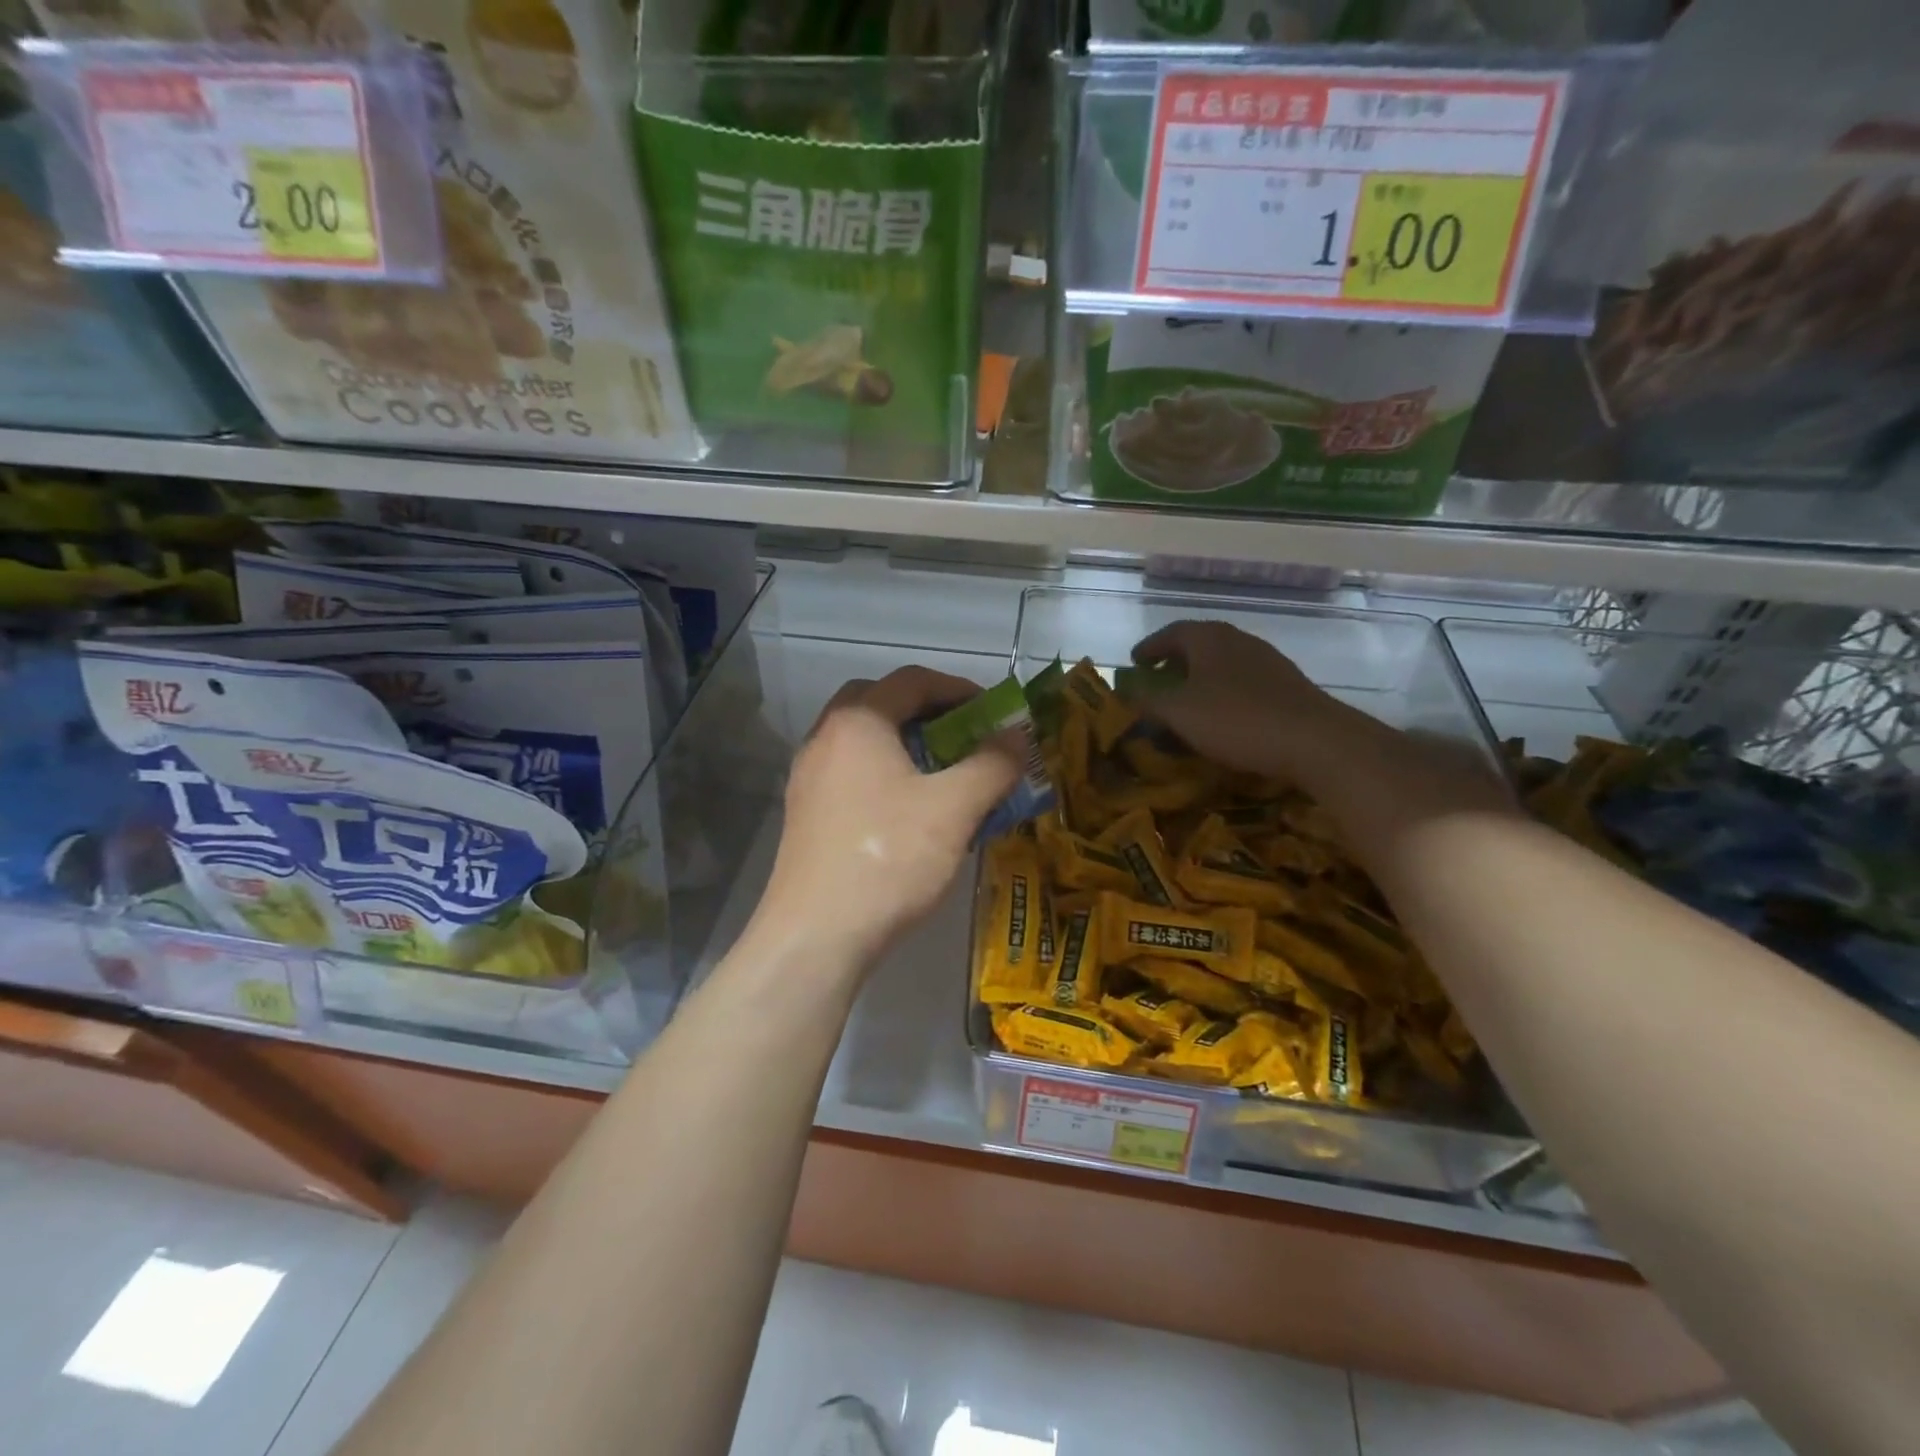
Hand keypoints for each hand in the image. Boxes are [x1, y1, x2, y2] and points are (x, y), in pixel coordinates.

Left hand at [751, 666, 1022, 970]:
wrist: (816, 935)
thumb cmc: (889, 858)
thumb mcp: (954, 808)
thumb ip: (992, 764)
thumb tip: (1017, 737)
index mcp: (858, 722)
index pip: (911, 681)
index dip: (959, 688)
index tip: (993, 711)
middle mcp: (825, 738)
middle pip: (879, 703)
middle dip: (926, 711)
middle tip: (962, 735)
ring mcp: (809, 777)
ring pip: (863, 741)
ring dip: (904, 744)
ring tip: (942, 774)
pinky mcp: (805, 814)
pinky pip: (851, 774)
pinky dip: (884, 775)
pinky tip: (910, 812)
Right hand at [1129, 620, 1345, 778]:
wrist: (1315, 740)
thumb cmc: (1236, 719)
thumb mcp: (1178, 712)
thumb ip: (1147, 700)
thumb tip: (1126, 692)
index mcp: (1209, 638)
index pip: (1171, 632)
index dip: (1149, 648)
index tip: (1134, 663)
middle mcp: (1239, 640)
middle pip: (1199, 644)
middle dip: (1175, 662)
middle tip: (1158, 681)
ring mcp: (1268, 661)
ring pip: (1223, 663)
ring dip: (1201, 678)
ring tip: (1188, 702)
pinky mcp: (1287, 686)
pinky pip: (1244, 682)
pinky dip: (1224, 693)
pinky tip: (1223, 717)